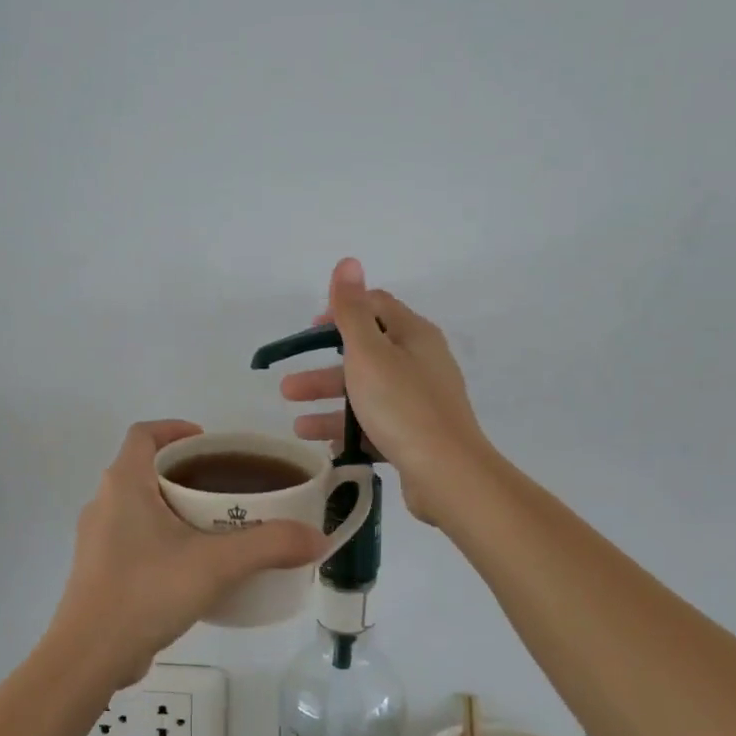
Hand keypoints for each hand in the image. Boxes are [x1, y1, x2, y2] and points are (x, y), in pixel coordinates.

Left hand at [49, 420, 326, 685]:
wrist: (89, 657)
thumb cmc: (146, 591)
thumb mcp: (216, 564)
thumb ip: (270, 546)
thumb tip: (317, 538)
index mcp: (124, 484)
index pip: (144, 434)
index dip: (175, 429)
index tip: (209, 443)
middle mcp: (103, 503)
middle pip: (145, 469)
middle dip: (185, 472)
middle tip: (225, 487)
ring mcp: (97, 540)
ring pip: (139, 506)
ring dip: (173, 507)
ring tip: (215, 527)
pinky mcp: (98, 571)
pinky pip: (133, 538)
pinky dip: (162, 538)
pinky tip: (191, 567)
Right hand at [281, 258, 490, 525]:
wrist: (448, 474)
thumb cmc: (402, 406)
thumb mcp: (368, 353)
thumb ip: (352, 310)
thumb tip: (348, 261)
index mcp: (414, 335)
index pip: (376, 307)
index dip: (341, 312)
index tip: (310, 332)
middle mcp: (421, 363)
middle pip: (366, 356)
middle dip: (324, 372)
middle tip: (288, 389)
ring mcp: (421, 401)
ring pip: (368, 395)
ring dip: (330, 406)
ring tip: (297, 426)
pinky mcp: (418, 435)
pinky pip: (377, 426)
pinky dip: (351, 432)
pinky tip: (326, 447)